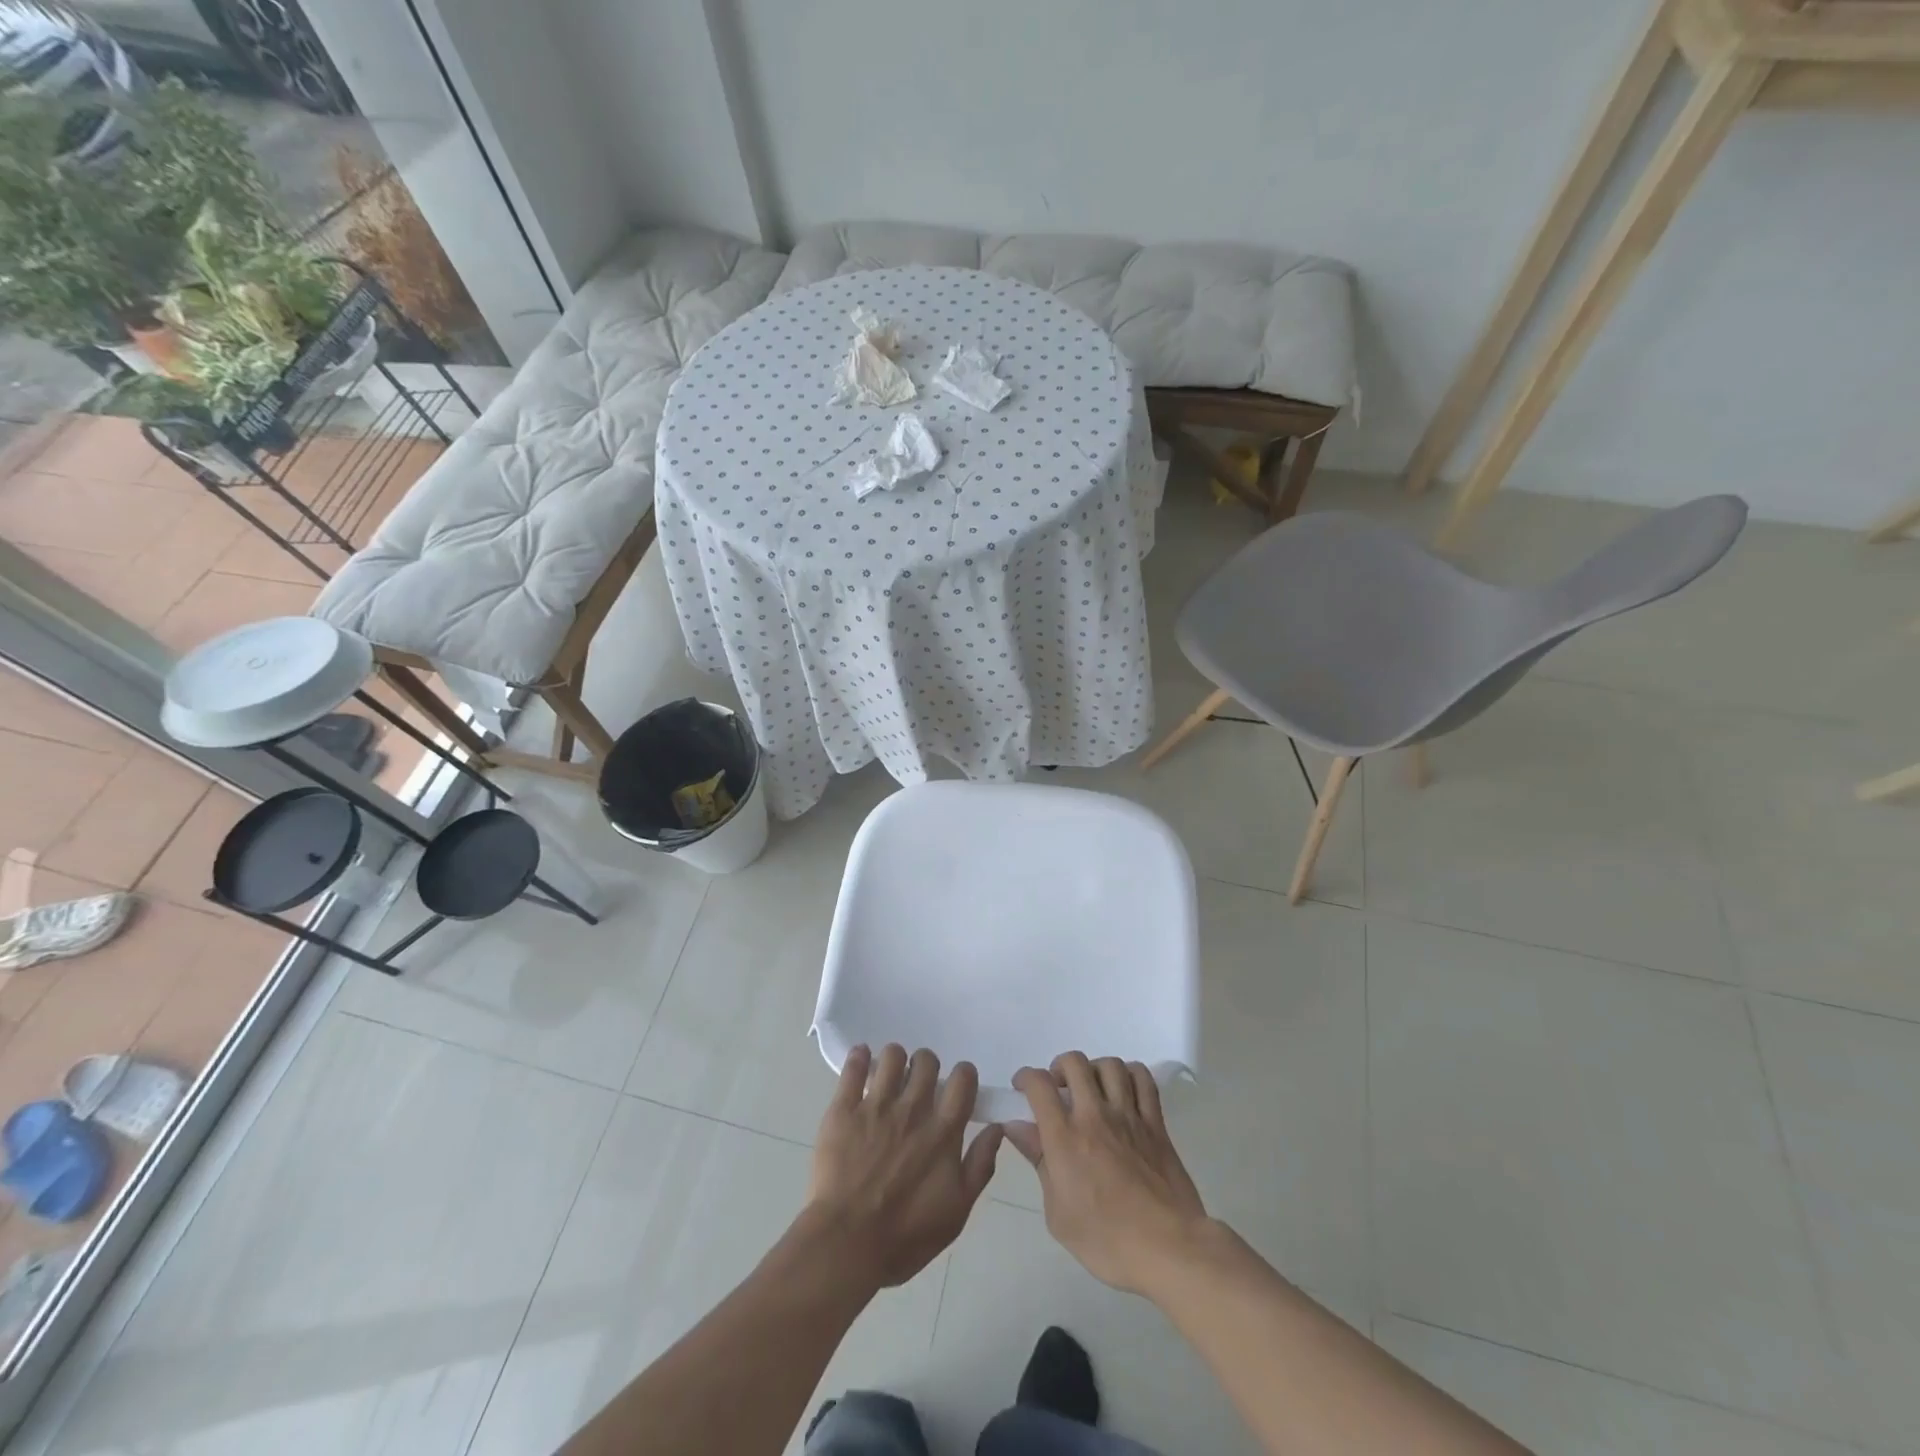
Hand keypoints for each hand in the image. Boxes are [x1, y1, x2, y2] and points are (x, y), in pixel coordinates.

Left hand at [804, 1044, 1003, 1289]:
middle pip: (927, 1061)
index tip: (956, 1086)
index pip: (963, 1079)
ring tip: (889, 1076)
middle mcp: (913, 1109)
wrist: (846, 1245)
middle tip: (919, 1084)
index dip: (963, 1075)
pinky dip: (859, 1057)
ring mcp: (876, 1106)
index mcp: (943, 1131)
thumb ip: (980, 1165)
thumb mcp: (957, 1211)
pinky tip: (862, 1059)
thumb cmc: (905, 1236)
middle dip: (926, 1066)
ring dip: (895, 1060)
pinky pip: (853, 1067)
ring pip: (892, 1056)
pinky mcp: (844, 1109)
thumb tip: (997, 1128)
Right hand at [1004, 1053, 1211, 1298]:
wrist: (1168, 1249)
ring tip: (1092, 1089)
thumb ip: (1039, 1161)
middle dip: (1059, 1068)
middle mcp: (1095, 1116)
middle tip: (1058, 1089)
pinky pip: (1143, 1079)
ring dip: (1094, 1070)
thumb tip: (1017, 1128)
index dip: (1025, 1078)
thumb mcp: (1058, 1214)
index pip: (1039, 1085)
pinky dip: (1130, 1075)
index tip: (1022, 1089)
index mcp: (1065, 1138)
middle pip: (1074, 1063)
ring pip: (1110, 1065)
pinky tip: (1124, 1091)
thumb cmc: (1106, 1241)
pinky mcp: (1156, 1123)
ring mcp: (1129, 1116)